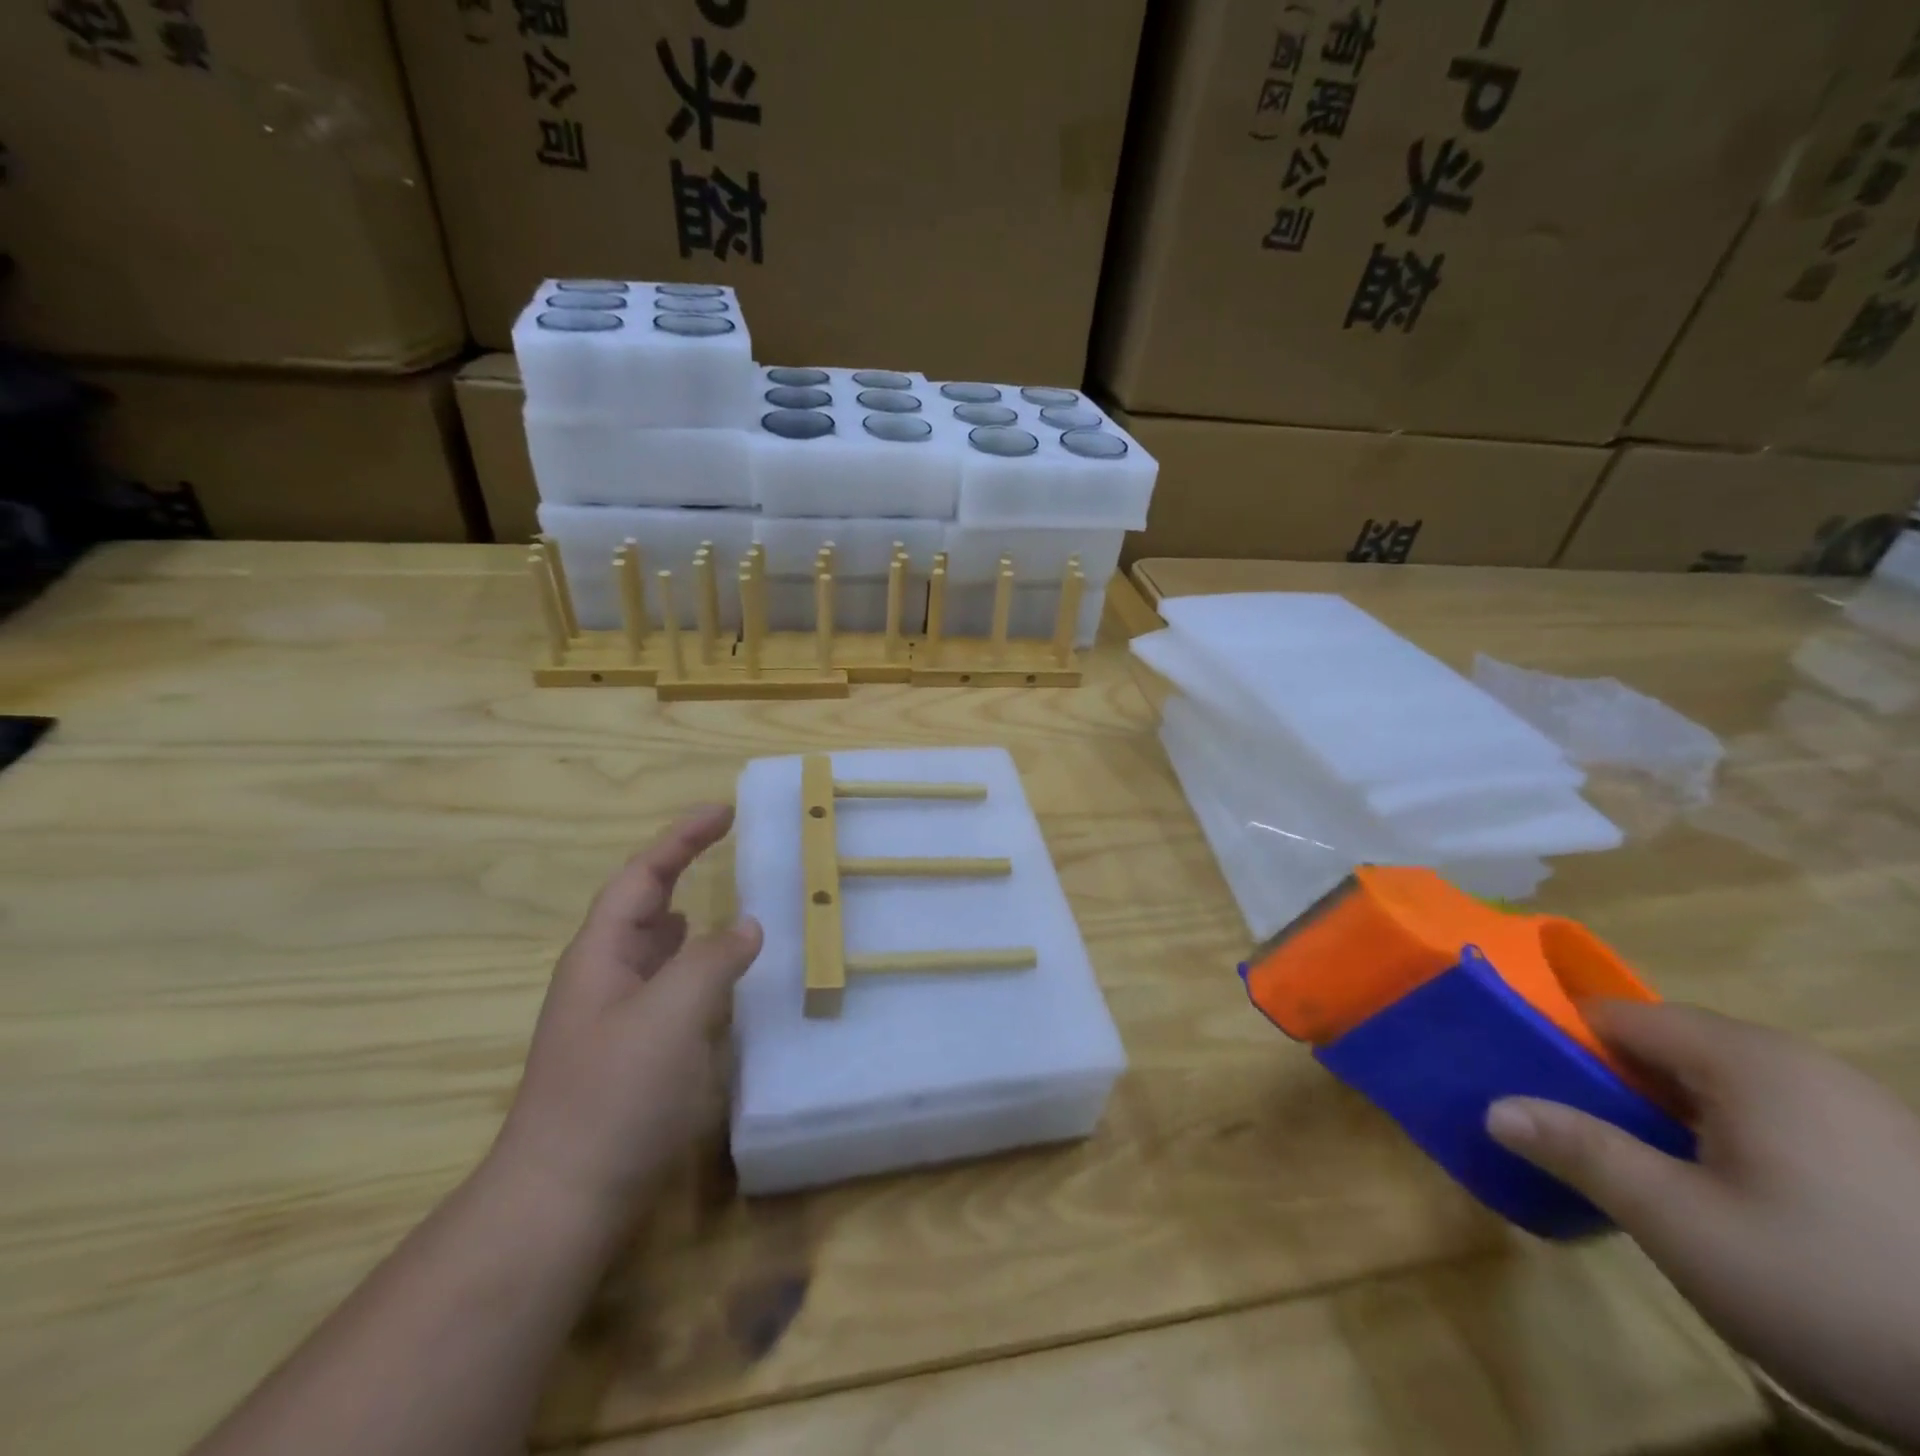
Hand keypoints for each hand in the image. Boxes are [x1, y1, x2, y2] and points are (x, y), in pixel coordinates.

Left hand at [490, 805, 761, 1219]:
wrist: (563, 1200)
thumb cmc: (613, 1095)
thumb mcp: (670, 1015)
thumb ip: (712, 960)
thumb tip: (746, 925)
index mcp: (602, 954)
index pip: (643, 875)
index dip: (682, 838)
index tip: (723, 811)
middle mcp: (605, 977)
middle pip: (645, 905)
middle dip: (682, 870)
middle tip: (730, 850)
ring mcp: (617, 1018)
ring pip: (658, 950)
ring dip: (692, 921)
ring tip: (731, 907)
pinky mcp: (634, 1055)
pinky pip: (672, 991)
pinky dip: (700, 971)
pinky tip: (723, 983)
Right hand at [1487, 1001, 1919, 1445]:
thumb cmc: (1831, 1289)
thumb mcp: (1681, 1224)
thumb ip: (1581, 1150)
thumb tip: (1494, 1108)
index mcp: (1746, 1058)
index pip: (1613, 1014)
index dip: (1557, 1040)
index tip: (1520, 1081)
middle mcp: (1798, 1062)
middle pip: (1664, 1045)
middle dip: (1609, 1084)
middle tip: (1574, 1136)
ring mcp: (1853, 1107)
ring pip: (1716, 1083)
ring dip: (1663, 1114)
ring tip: (1639, 1170)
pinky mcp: (1887, 1153)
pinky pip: (1769, 1116)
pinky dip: (1723, 1138)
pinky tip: (1726, 1199)